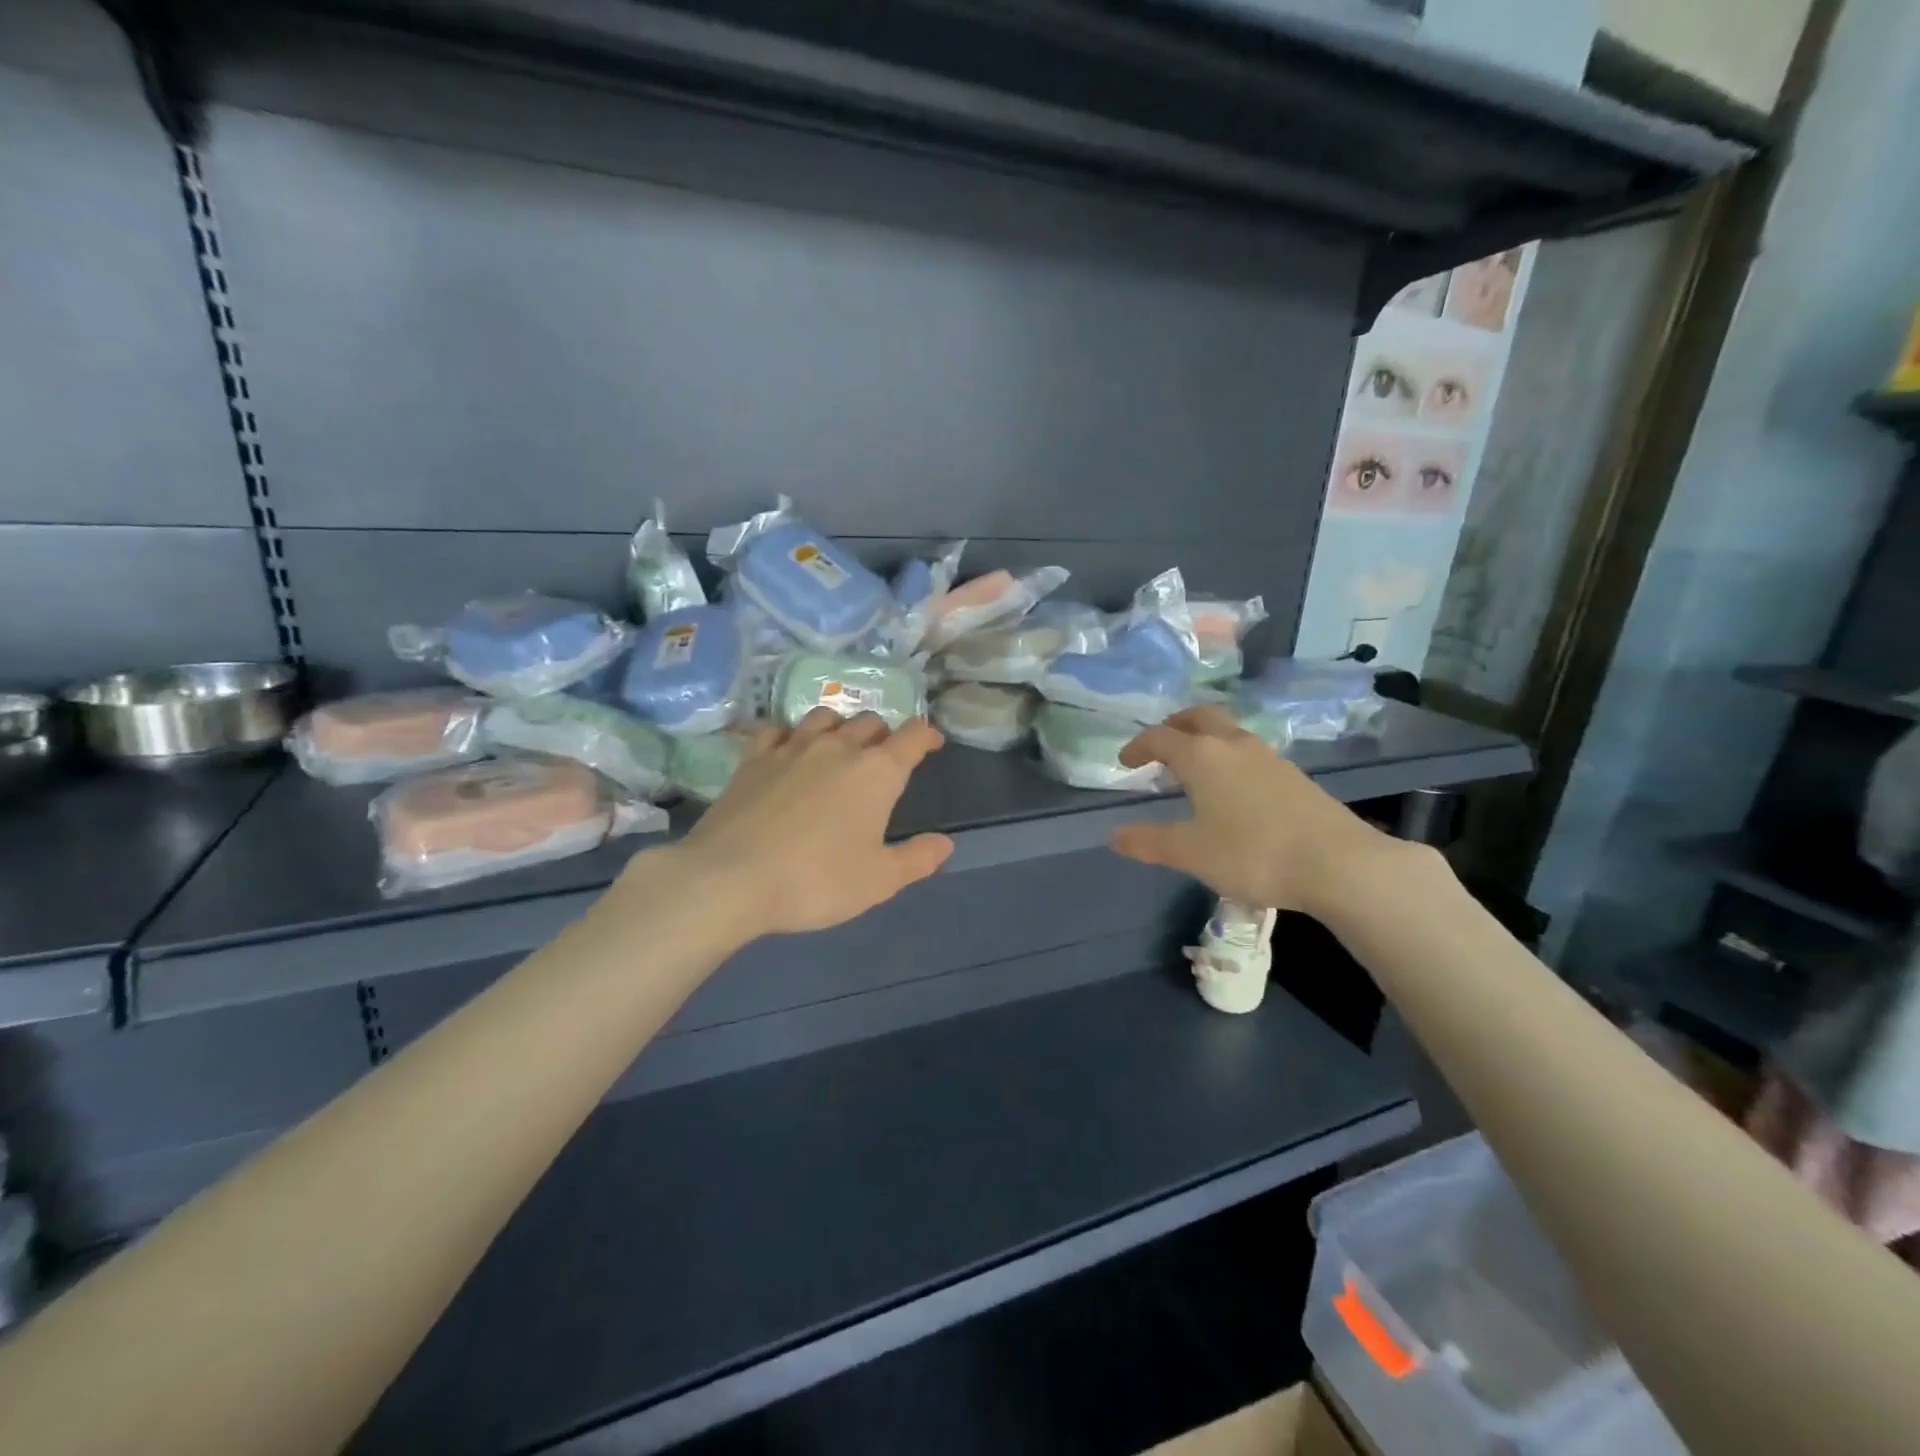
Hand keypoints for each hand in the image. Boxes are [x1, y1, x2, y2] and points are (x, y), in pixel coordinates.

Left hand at [669, 709, 953, 937]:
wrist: (731, 878)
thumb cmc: (817, 880)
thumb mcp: (879, 881)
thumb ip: (917, 858)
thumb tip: (945, 843)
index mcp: (876, 772)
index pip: (913, 737)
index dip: (927, 736)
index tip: (932, 744)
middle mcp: (838, 747)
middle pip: (870, 721)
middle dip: (884, 734)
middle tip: (884, 758)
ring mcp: (792, 747)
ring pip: (825, 717)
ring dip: (840, 727)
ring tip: (840, 746)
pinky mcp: (753, 758)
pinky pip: (777, 729)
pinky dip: (790, 733)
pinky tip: (788, 748)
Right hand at [1107, 705, 1401, 914]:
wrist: (1338, 863)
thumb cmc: (1253, 853)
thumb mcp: (1191, 853)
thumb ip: (1149, 842)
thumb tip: (1114, 836)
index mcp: (1202, 756)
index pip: (1160, 737)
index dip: (1138, 746)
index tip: (1125, 762)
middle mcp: (1234, 745)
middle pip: (1199, 716)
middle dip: (1174, 725)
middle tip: (1160, 746)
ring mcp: (1268, 757)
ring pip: (1228, 731)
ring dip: (1204, 739)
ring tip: (1193, 768)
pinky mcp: (1293, 774)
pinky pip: (1249, 751)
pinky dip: (1228, 756)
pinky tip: (1232, 788)